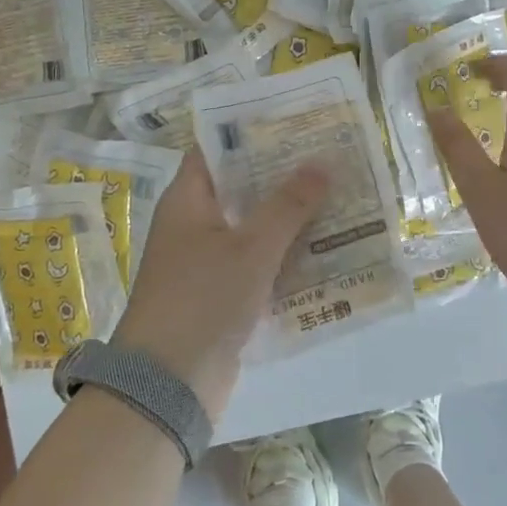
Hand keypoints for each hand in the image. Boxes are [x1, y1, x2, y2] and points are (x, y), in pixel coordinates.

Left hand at [111, 151, 327, 414]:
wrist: (167, 385)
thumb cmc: (202, 299)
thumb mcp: (251, 247)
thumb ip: (288, 205)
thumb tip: (322, 162)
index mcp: (188, 201)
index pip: (216, 149)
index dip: (251, 132)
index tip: (294, 120)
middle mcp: (195, 224)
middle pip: (241, 187)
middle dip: (283, 175)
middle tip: (330, 157)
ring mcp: (208, 261)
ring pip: (254, 227)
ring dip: (291, 217)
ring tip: (339, 196)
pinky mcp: (223, 295)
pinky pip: (259, 263)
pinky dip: (286, 255)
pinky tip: (327, 248)